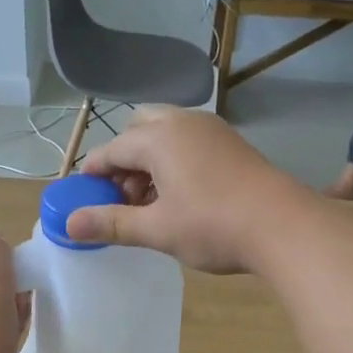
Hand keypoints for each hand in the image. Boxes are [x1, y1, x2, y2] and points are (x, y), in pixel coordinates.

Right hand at [67, 107, 315, 275]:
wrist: (283, 226)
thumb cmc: (213, 227)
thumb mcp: (157, 229)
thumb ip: (111, 223)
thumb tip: (69, 224)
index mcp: (160, 138)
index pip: (112, 150)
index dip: (93, 174)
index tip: (83, 198)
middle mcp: (184, 123)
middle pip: (139, 130)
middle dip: (123, 160)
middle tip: (124, 198)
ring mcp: (212, 131)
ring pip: (166, 135)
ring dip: (149, 163)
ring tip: (150, 205)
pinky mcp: (232, 145)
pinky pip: (189, 143)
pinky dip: (173, 163)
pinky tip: (180, 199)